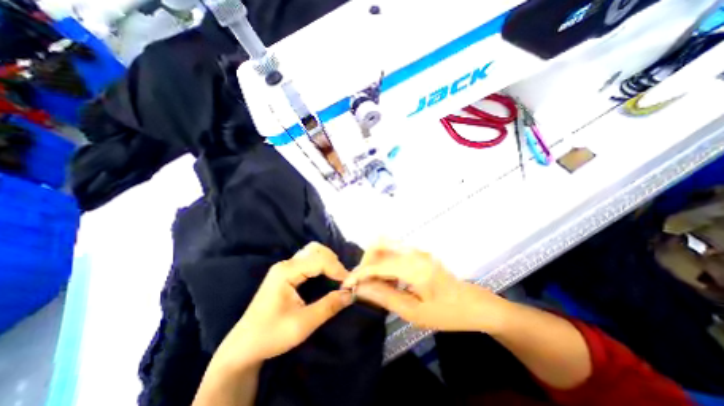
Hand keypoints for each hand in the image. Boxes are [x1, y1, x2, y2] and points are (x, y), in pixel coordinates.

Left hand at [211, 241, 355, 371]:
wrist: (244, 346)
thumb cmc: (271, 336)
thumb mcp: (303, 324)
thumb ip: (329, 306)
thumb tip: (351, 293)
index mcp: (286, 272)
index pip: (319, 260)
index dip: (337, 269)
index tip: (350, 283)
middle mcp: (286, 264)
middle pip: (316, 250)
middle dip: (333, 262)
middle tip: (343, 279)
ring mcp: (285, 267)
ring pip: (313, 252)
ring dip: (328, 261)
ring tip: (337, 277)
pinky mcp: (286, 272)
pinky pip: (309, 259)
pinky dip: (322, 264)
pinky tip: (327, 275)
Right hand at [343, 245, 507, 331]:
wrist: (474, 304)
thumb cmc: (447, 313)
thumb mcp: (414, 312)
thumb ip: (385, 297)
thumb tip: (361, 289)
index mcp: (414, 267)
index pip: (377, 264)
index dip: (359, 273)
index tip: (347, 284)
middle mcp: (413, 252)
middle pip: (379, 245)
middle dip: (365, 262)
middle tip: (363, 282)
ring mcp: (417, 250)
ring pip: (385, 246)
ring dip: (374, 261)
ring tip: (374, 282)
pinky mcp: (418, 252)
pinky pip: (394, 251)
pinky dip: (384, 261)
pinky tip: (387, 278)